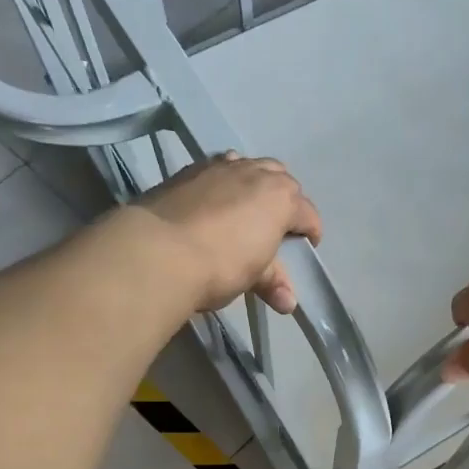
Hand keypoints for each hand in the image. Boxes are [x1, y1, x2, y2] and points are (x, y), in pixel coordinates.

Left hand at [135, 153, 322, 313]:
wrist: (158, 251)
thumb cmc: (220, 265)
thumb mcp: (253, 276)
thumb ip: (273, 282)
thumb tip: (288, 303)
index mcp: (280, 198)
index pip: (307, 213)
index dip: (310, 232)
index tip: (306, 248)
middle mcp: (255, 173)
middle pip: (282, 179)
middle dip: (286, 201)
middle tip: (277, 227)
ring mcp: (220, 167)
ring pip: (250, 166)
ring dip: (256, 183)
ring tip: (248, 208)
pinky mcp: (189, 170)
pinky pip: (219, 168)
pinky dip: (225, 181)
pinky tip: (215, 201)